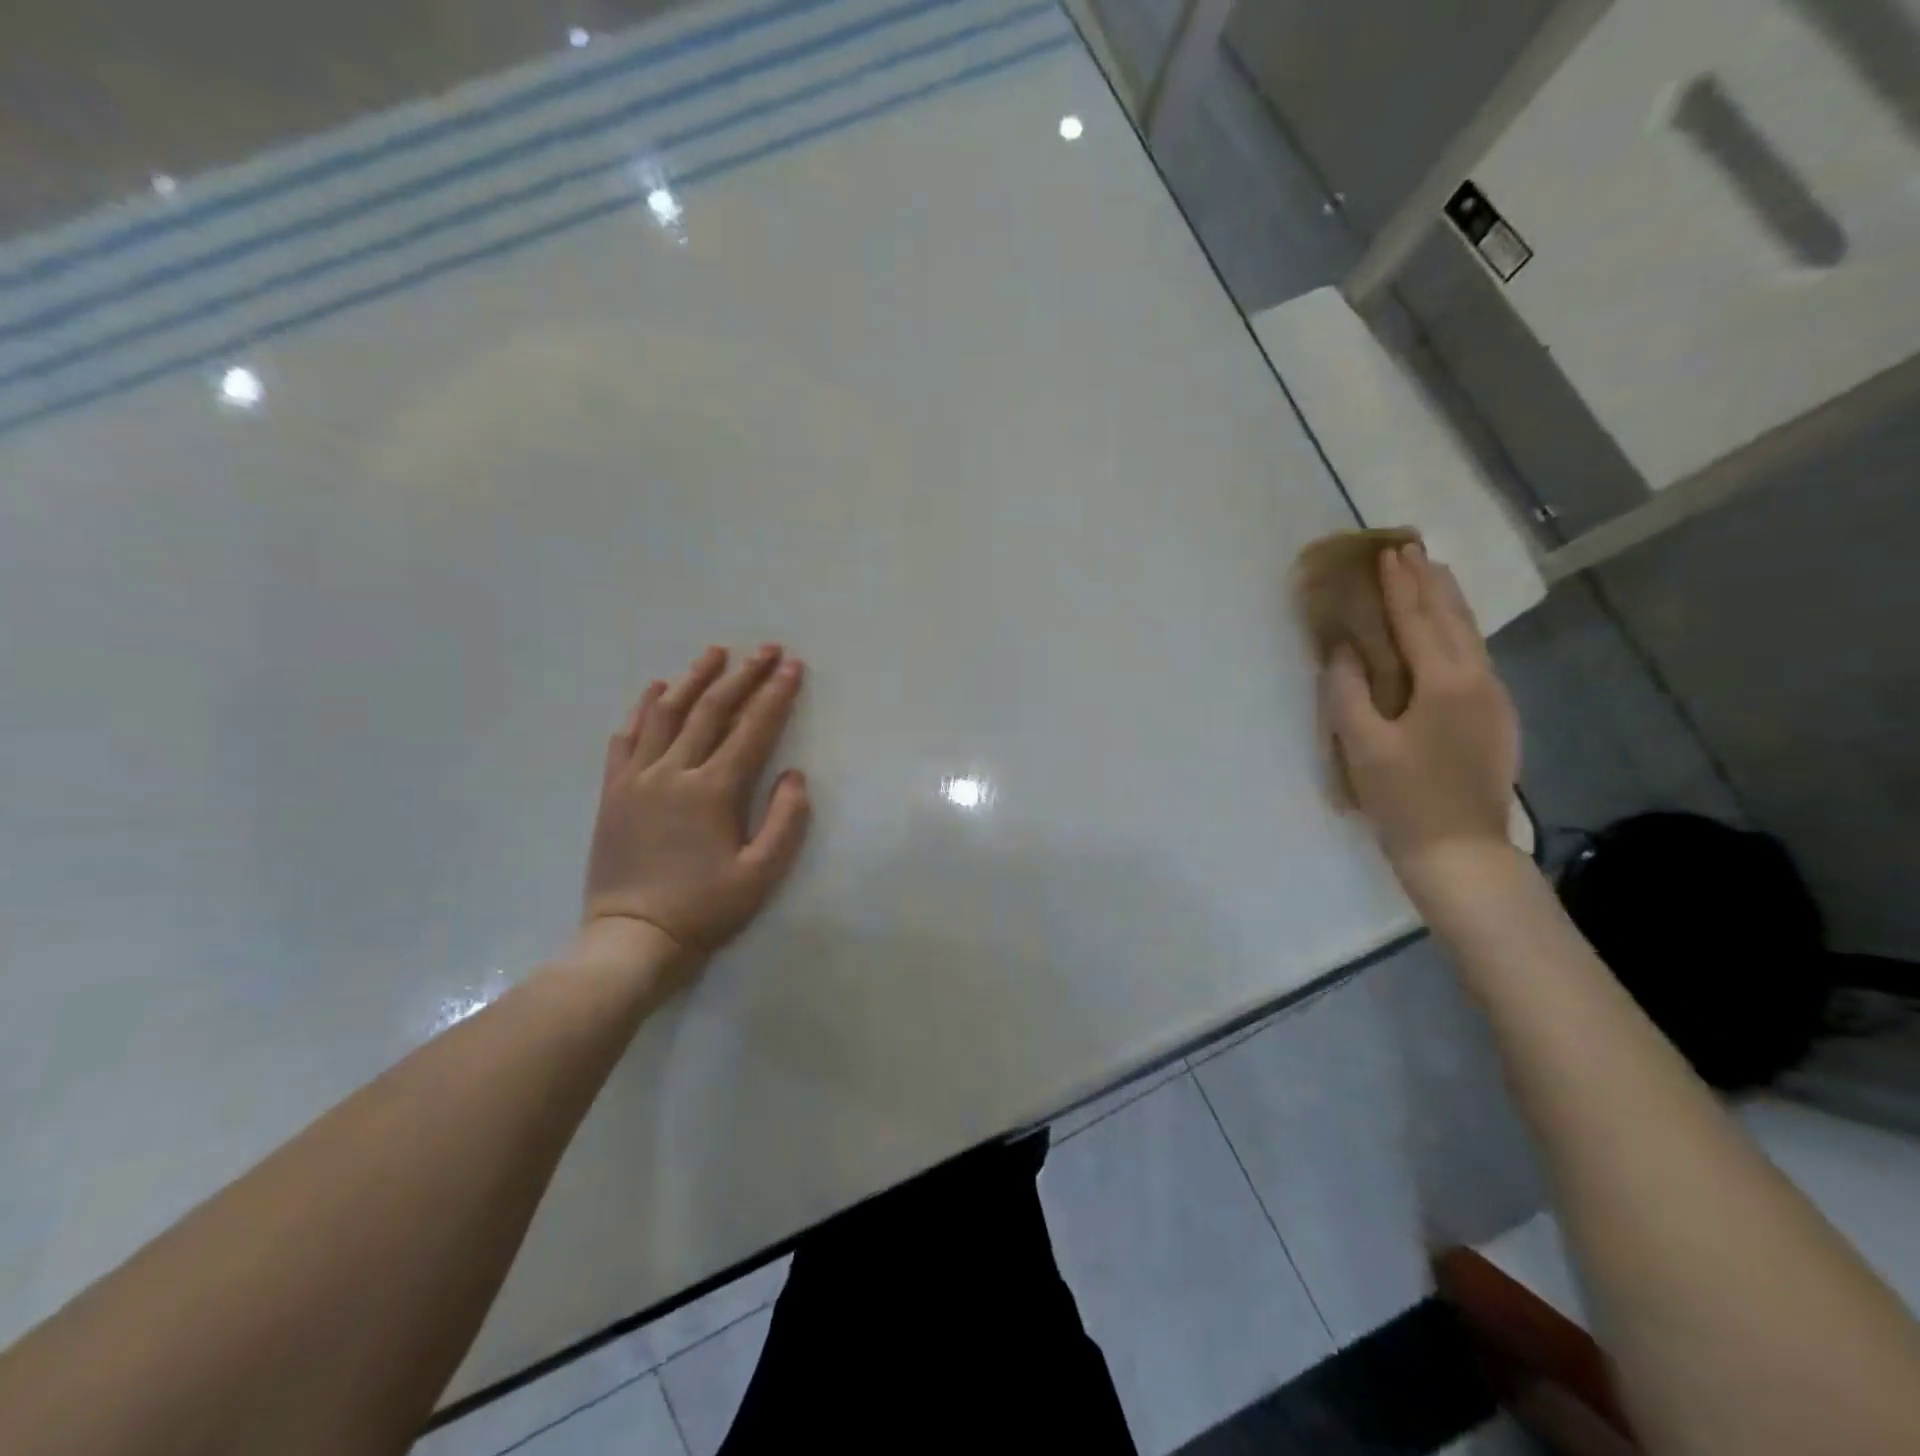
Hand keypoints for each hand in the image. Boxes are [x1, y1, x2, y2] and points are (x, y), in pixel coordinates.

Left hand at [579, 644, 810, 983]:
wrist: (632, 940)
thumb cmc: (704, 910)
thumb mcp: (761, 875)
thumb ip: (785, 821)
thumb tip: (794, 775)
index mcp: (714, 791)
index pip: (753, 729)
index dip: (776, 694)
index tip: (793, 665)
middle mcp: (675, 772)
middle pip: (712, 710)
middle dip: (743, 675)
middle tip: (766, 649)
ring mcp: (638, 778)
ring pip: (666, 713)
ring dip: (693, 678)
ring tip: (714, 653)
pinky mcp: (613, 792)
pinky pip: (626, 738)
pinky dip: (642, 708)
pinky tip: (654, 689)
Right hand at [1321, 544, 1518, 875]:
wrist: (1461, 853)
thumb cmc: (1404, 799)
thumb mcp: (1362, 746)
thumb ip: (1348, 691)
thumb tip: (1343, 650)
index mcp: (1446, 682)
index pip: (1418, 621)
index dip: (1399, 587)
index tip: (1387, 553)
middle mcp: (1480, 680)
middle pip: (1455, 619)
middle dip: (1431, 583)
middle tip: (1412, 550)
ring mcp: (1496, 700)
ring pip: (1472, 637)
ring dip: (1449, 604)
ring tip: (1433, 577)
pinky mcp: (1497, 719)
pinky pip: (1475, 659)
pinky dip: (1457, 634)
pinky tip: (1447, 635)